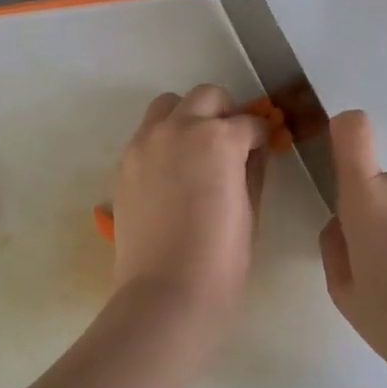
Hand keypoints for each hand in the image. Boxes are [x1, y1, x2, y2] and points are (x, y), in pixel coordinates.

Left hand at [111, 85, 268, 311]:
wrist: (166, 290)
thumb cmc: (222, 257)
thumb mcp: (251, 211)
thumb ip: (253, 171)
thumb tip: (253, 152)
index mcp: (219, 138)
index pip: (248, 122)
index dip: (260, 136)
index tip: (262, 150)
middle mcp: (179, 128)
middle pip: (206, 97)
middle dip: (224, 114)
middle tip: (230, 145)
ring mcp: (145, 143)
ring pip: (168, 106)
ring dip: (187, 118)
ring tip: (195, 152)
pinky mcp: (124, 164)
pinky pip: (146, 135)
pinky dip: (163, 141)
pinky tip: (171, 175)